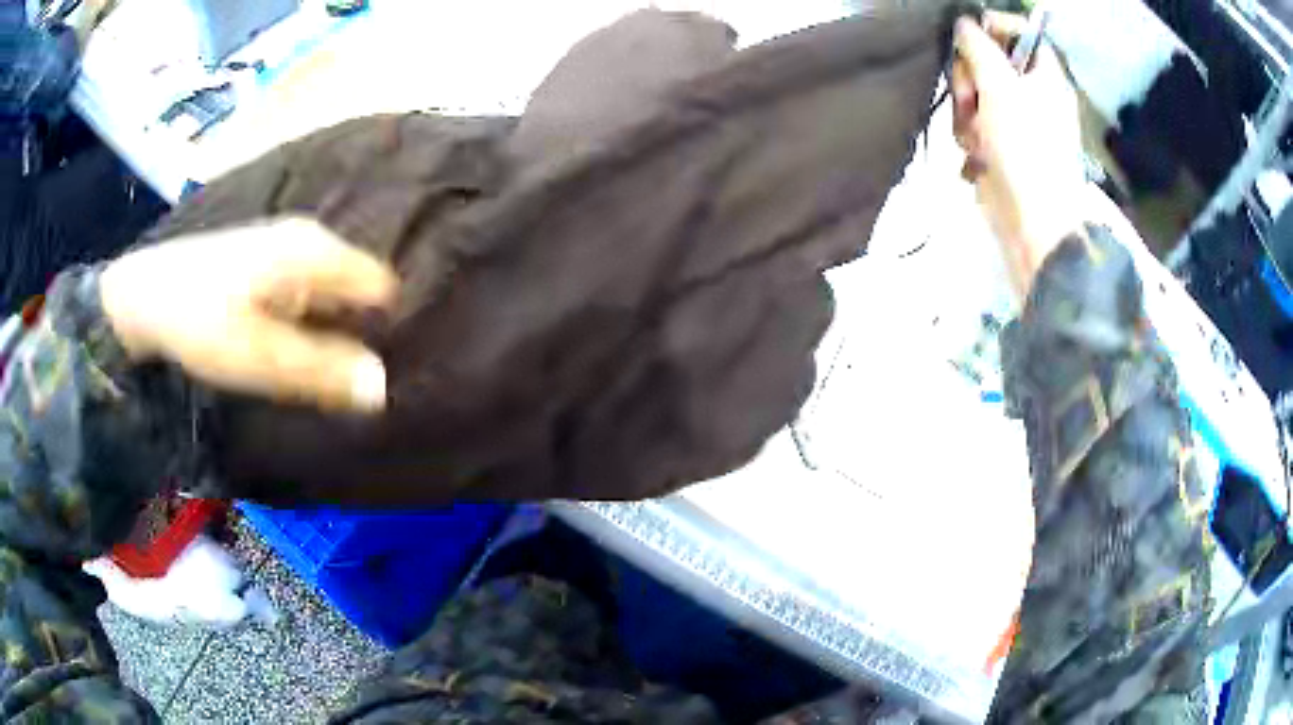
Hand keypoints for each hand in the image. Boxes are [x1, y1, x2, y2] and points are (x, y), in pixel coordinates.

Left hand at [100, 217, 397, 412]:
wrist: (143, 297)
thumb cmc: (202, 320)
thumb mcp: (261, 355)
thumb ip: (322, 370)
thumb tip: (383, 390)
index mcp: (315, 251)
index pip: (382, 286)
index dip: (388, 328)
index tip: (383, 371)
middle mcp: (309, 240)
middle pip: (358, 287)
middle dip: (363, 330)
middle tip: (355, 381)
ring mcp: (286, 246)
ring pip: (332, 291)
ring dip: (335, 328)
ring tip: (327, 370)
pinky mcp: (266, 261)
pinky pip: (308, 291)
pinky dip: (311, 319)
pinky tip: (294, 345)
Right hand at [952, 12, 1085, 298]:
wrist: (1033, 221)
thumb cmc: (1026, 147)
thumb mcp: (1000, 85)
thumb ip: (978, 47)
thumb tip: (963, 24)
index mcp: (1045, 76)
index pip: (1022, 33)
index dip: (994, 28)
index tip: (970, 37)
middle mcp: (1032, 95)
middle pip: (989, 63)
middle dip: (970, 79)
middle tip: (969, 98)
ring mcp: (1016, 123)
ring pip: (976, 96)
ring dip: (965, 114)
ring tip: (973, 136)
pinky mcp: (1001, 149)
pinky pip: (975, 126)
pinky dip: (970, 139)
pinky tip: (975, 155)